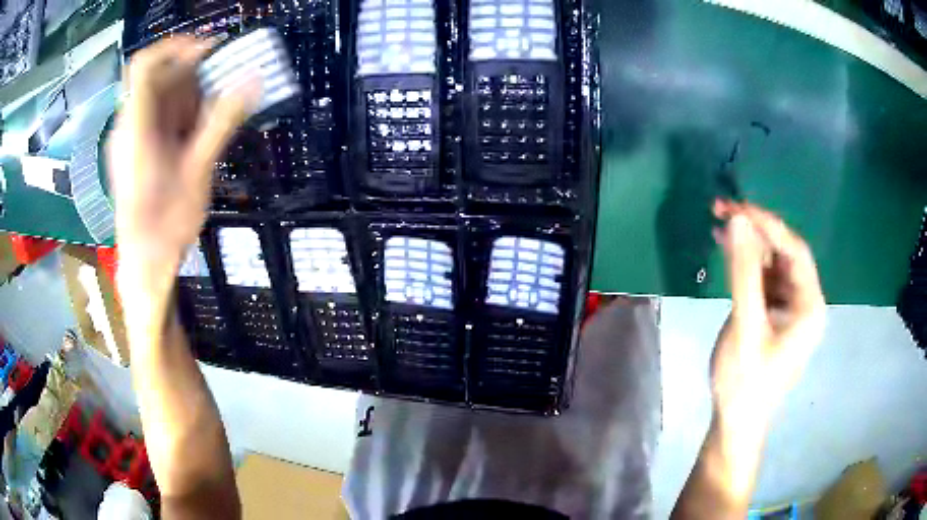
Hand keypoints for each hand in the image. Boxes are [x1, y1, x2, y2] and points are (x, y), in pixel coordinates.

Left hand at [107, 36, 258, 332]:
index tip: (209, 51)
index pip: (145, 65)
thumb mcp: (197, 172)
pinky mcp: (135, 150)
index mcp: (135, 128)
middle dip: (189, 78)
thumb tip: (253, 81)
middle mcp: (127, 126)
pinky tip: (192, 138)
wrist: (145, 265)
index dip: (176, 47)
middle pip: (157, 79)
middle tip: (217, 94)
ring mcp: (129, 138)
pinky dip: (178, 116)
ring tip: (206, 124)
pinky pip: (156, 117)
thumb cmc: (166, 226)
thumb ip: (222, 122)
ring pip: (158, 97)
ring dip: (186, 99)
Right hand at [710, 201, 825, 427]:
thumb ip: (743, 273)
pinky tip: (728, 251)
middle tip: (724, 211)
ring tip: (721, 226)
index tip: (737, 208)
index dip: (768, 224)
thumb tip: (739, 221)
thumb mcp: (745, 326)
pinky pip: (764, 279)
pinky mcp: (775, 314)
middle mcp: (805, 302)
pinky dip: (746, 264)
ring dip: (749, 244)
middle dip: (757, 230)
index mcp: (810, 305)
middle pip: (785, 253)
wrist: (735, 422)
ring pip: (773, 263)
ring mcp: (790, 308)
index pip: (794, 250)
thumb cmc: (745, 381)